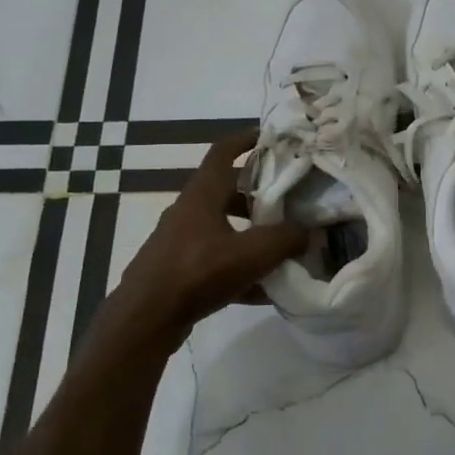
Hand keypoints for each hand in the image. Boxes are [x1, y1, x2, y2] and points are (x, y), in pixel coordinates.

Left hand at [107, 128, 307, 338]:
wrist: (146, 318)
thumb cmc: (198, 272)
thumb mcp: (252, 253)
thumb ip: (286, 239)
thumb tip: (308, 232)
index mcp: (202, 195)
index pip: (223, 152)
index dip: (245, 139)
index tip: (269, 136)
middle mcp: (189, 212)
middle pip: (226, 192)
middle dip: (258, 195)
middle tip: (288, 201)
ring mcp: (181, 242)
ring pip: (223, 229)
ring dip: (251, 235)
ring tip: (282, 247)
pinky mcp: (179, 271)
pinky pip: (217, 262)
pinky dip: (240, 270)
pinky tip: (264, 291)